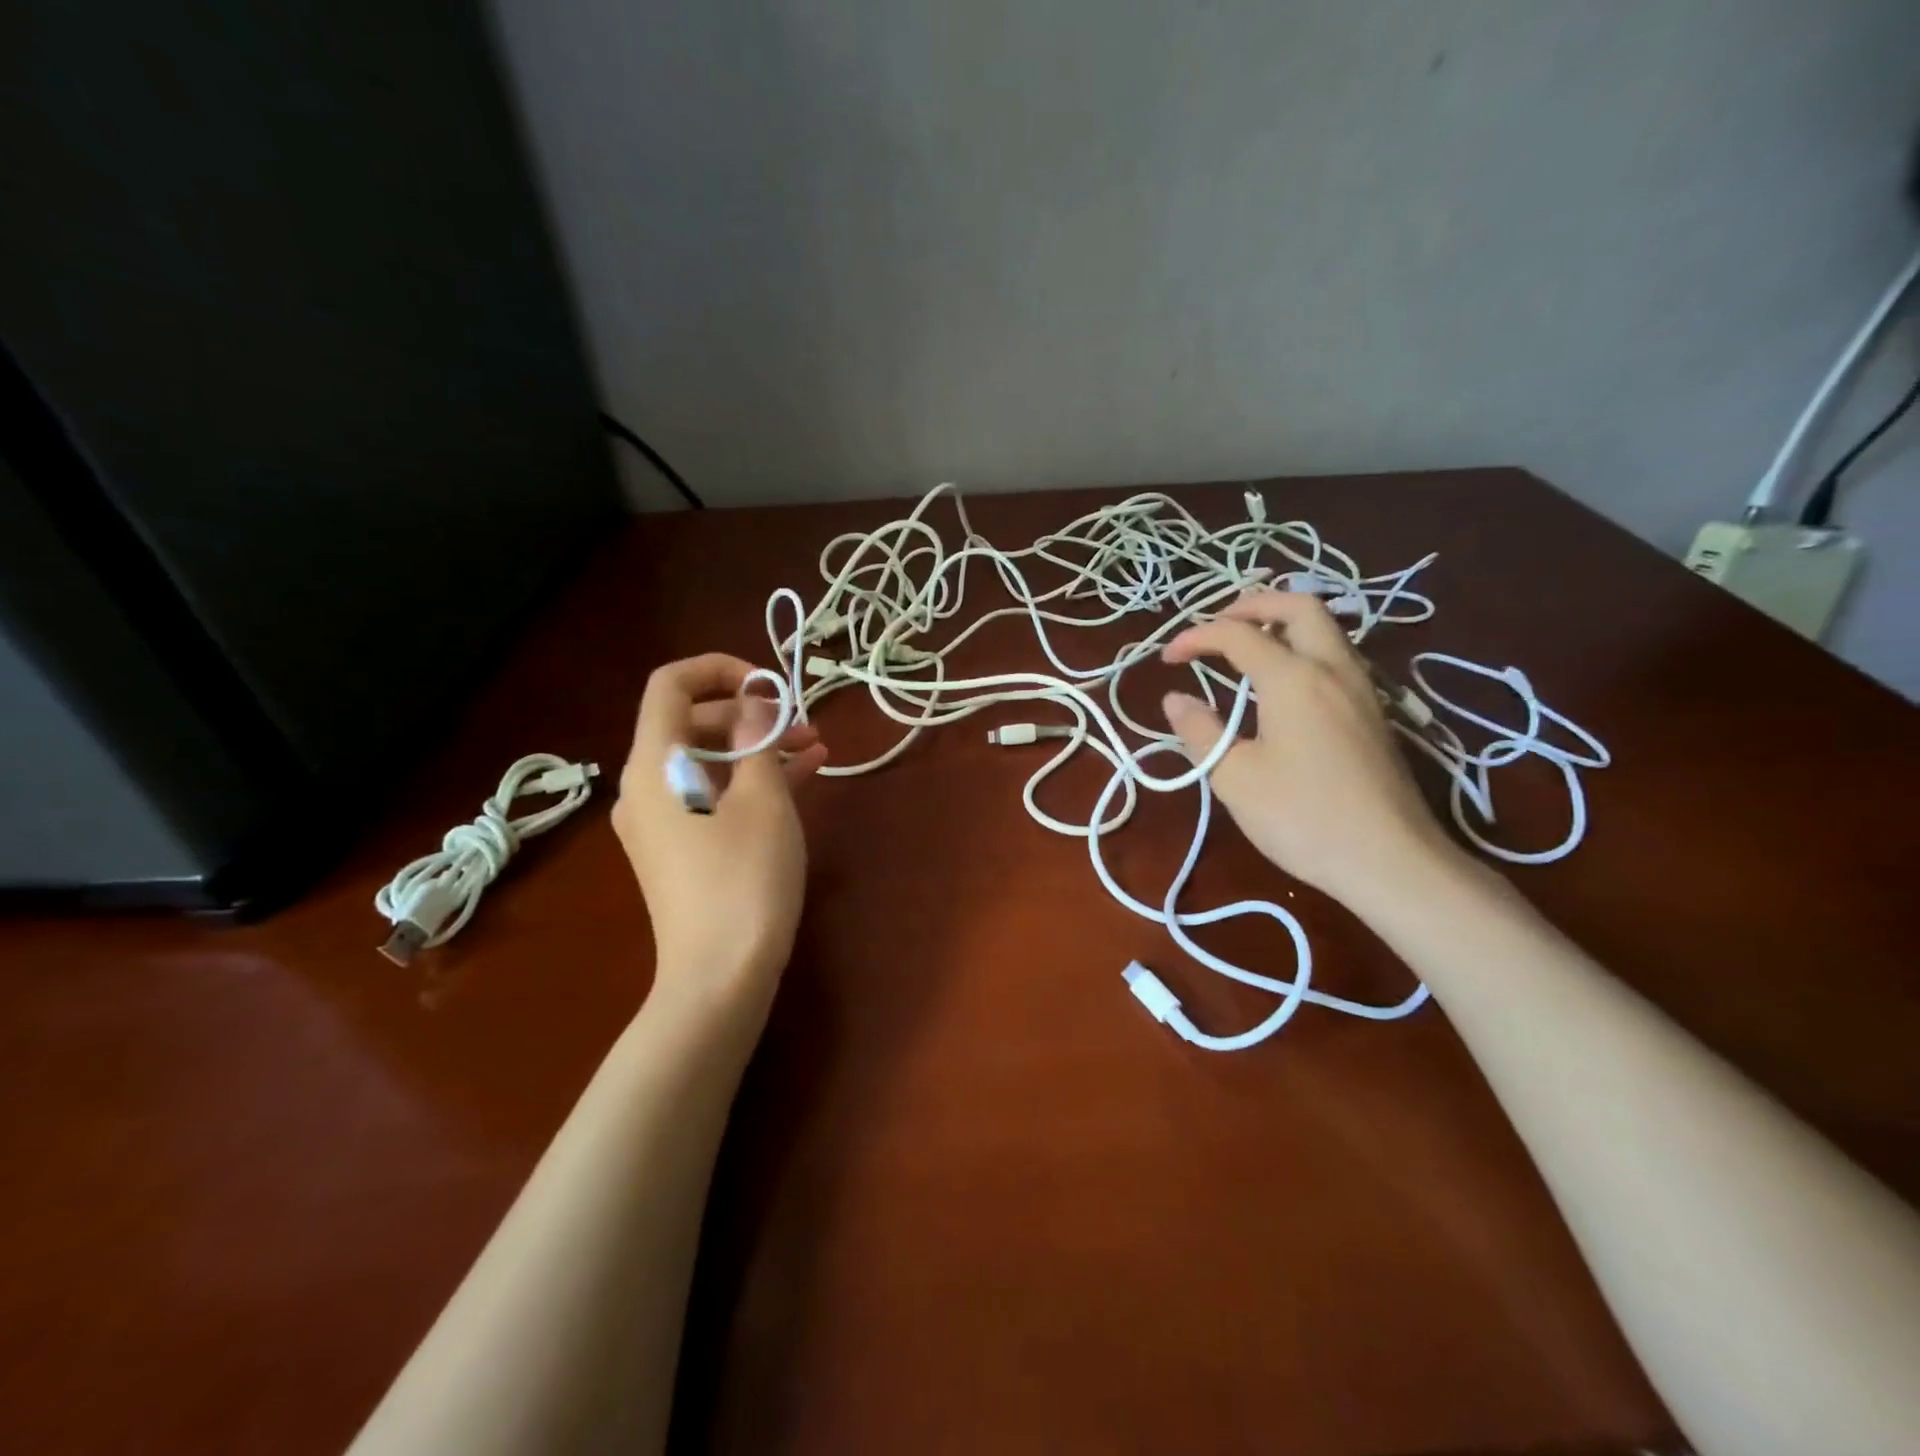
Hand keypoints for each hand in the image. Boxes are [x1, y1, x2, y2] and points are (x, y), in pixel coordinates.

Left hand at [612, 654, 827, 1017]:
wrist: (719, 979)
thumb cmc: (743, 879)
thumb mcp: (763, 800)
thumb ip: (757, 739)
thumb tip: (754, 701)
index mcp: (654, 764)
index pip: (671, 684)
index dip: (721, 669)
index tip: (772, 686)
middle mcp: (647, 786)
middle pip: (693, 722)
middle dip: (750, 713)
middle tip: (802, 722)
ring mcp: (662, 821)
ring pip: (710, 761)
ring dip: (758, 747)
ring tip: (815, 746)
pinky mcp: (682, 849)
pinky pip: (714, 796)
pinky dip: (752, 781)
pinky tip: (805, 775)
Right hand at [1159, 591, 1457, 908]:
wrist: (1390, 860)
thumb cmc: (1302, 818)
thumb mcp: (1235, 778)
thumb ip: (1201, 730)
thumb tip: (1175, 699)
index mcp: (1294, 678)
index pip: (1237, 635)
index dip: (1196, 638)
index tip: (1167, 658)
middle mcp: (1333, 669)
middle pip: (1300, 605)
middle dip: (1253, 604)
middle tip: (1218, 623)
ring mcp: (1361, 689)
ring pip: (1326, 628)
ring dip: (1283, 622)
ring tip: (1248, 643)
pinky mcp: (1375, 713)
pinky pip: (1337, 656)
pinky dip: (1304, 647)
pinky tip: (1285, 682)